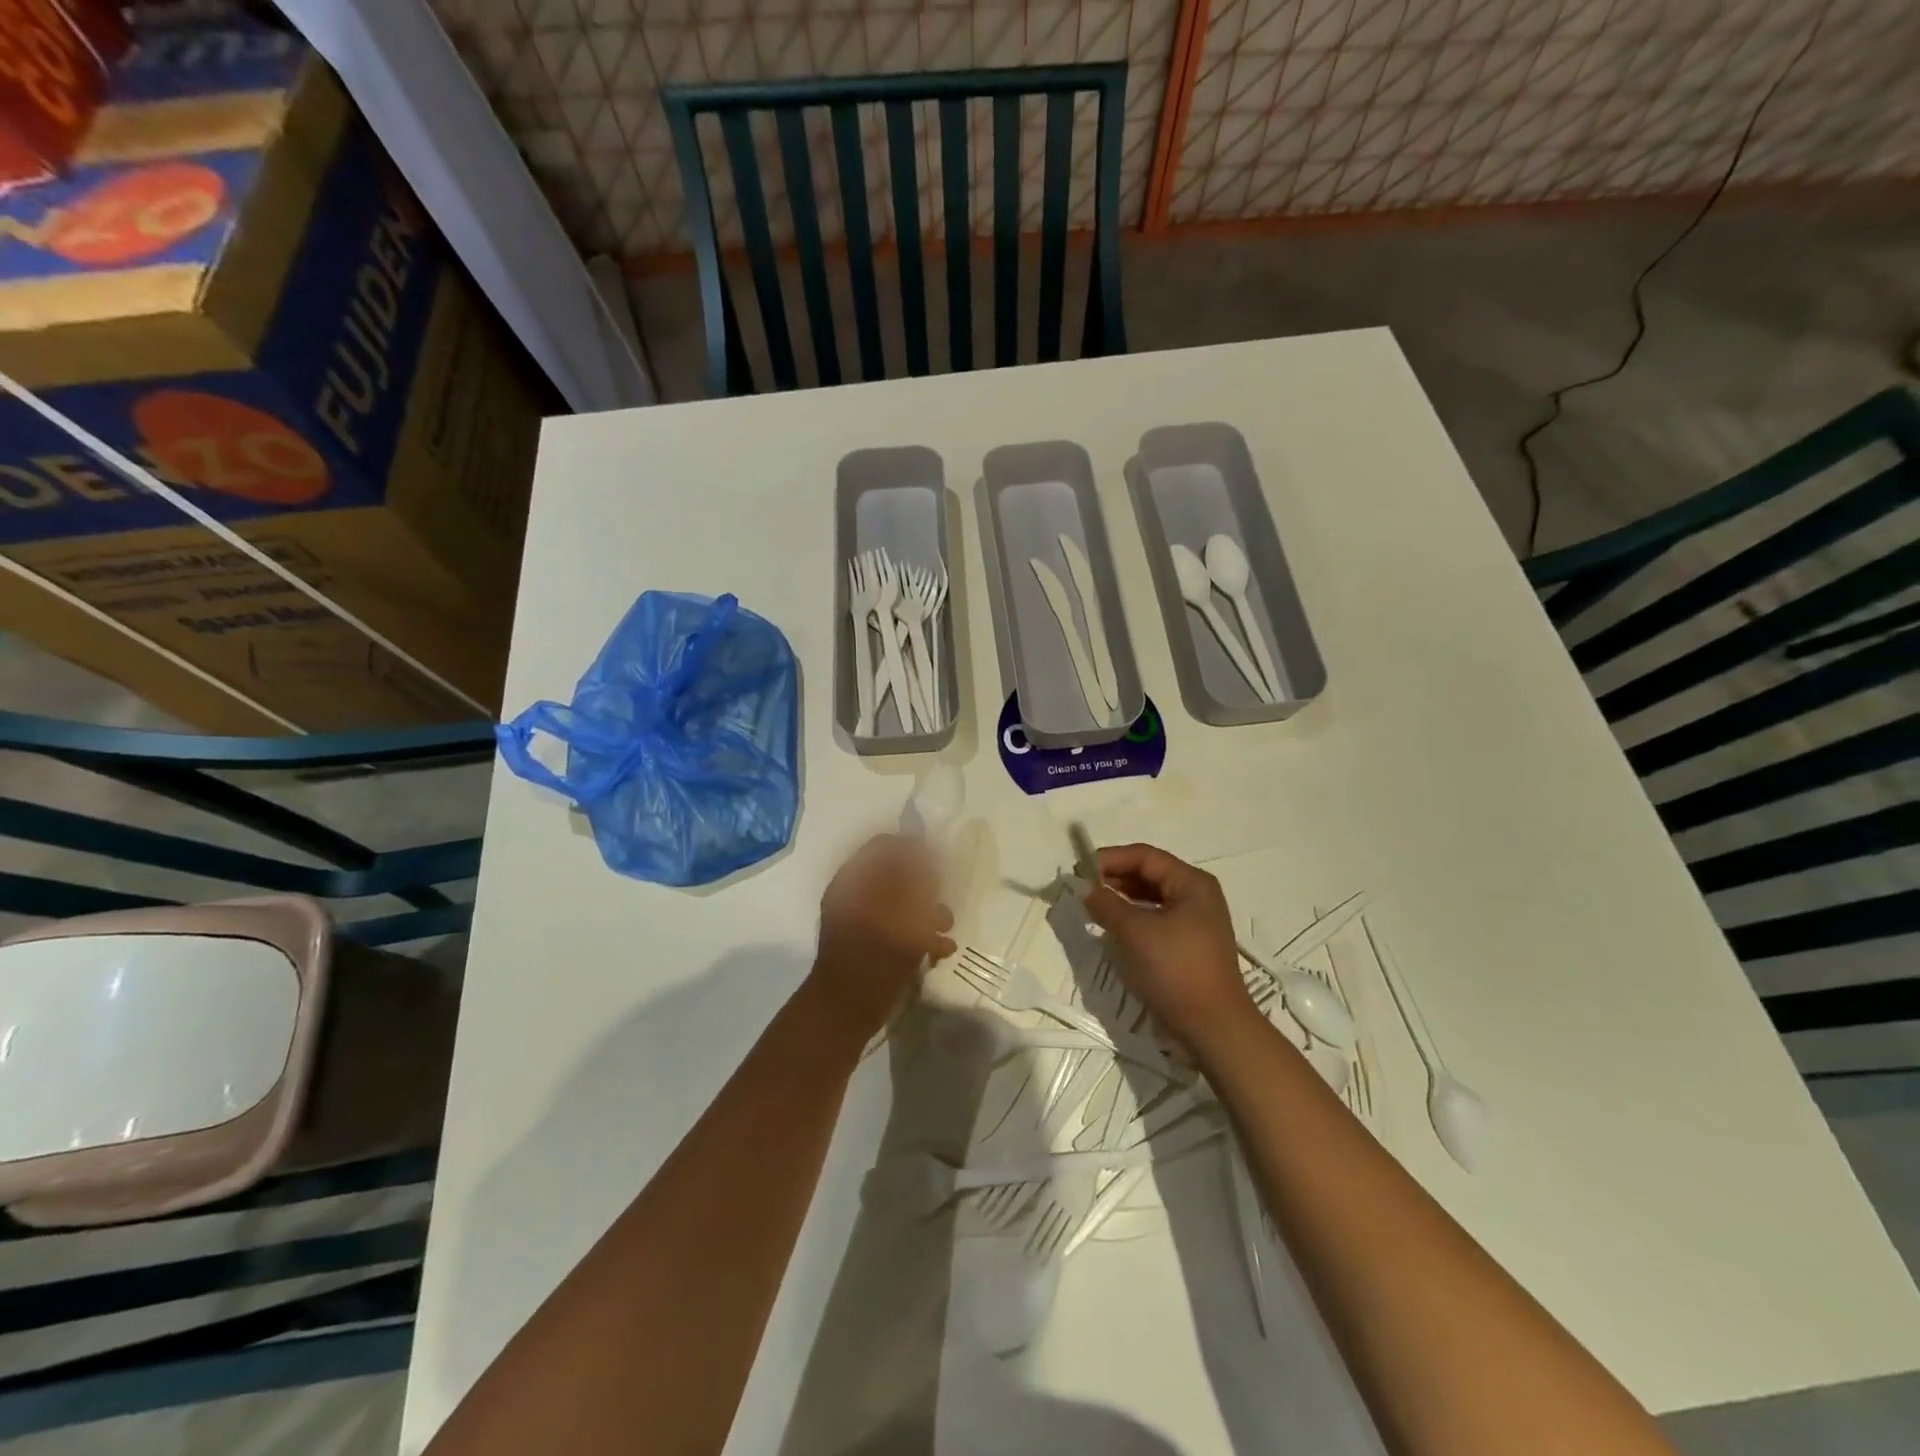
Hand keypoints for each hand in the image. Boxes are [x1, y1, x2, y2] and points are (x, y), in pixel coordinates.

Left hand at [811, 835, 955, 1036]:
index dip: (914, 850)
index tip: (940, 865)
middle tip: (942, 903)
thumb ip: (917, 880)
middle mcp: (856, 894)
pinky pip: (899, 928)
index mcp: (854, 879)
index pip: (885, 846)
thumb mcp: (902, 913)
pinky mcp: (871, 945)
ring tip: (945, 931)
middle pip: (897, 874)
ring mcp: (863, 920)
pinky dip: (919, 935)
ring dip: (928, 913)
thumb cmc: (873, 957)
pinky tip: (939, 950)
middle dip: (926, 888)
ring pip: (902, 902)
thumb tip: (929, 854)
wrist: (844, 1012)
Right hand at [1081, 843, 1258, 1053]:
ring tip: (1092, 906)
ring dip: (1121, 899)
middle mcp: (1196, 895)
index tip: (1078, 871)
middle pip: (1148, 874)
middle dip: (1114, 878)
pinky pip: (1155, 919)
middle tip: (1082, 888)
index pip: (1144, 856)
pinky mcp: (1188, 945)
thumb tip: (1086, 888)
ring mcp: (1195, 921)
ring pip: (1150, 898)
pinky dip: (1132, 918)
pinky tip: (1112, 928)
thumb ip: (1106, 904)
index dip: (1109, 859)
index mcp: (1191, 882)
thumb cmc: (1175, 969)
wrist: (1213, 1028)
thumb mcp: (1134, 932)